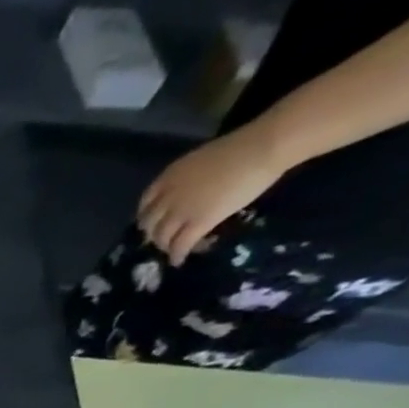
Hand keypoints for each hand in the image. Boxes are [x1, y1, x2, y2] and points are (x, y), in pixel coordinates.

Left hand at [137, 121, 287, 265]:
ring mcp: (181, 211)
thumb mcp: (200, 162)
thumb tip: (190, 193)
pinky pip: (180, 245)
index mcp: (168, 177)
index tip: (153, 224)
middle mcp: (168, 197)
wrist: (263, 147)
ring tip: (174, 251)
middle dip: (154, 235)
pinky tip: (179, 260)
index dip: (147, 218)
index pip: (145, 204)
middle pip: (149, 225)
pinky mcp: (199, 222)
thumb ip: (187, 180)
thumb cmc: (242, 147)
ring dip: (166, 247)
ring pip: (162, 238)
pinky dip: (178, 255)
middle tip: (164, 240)